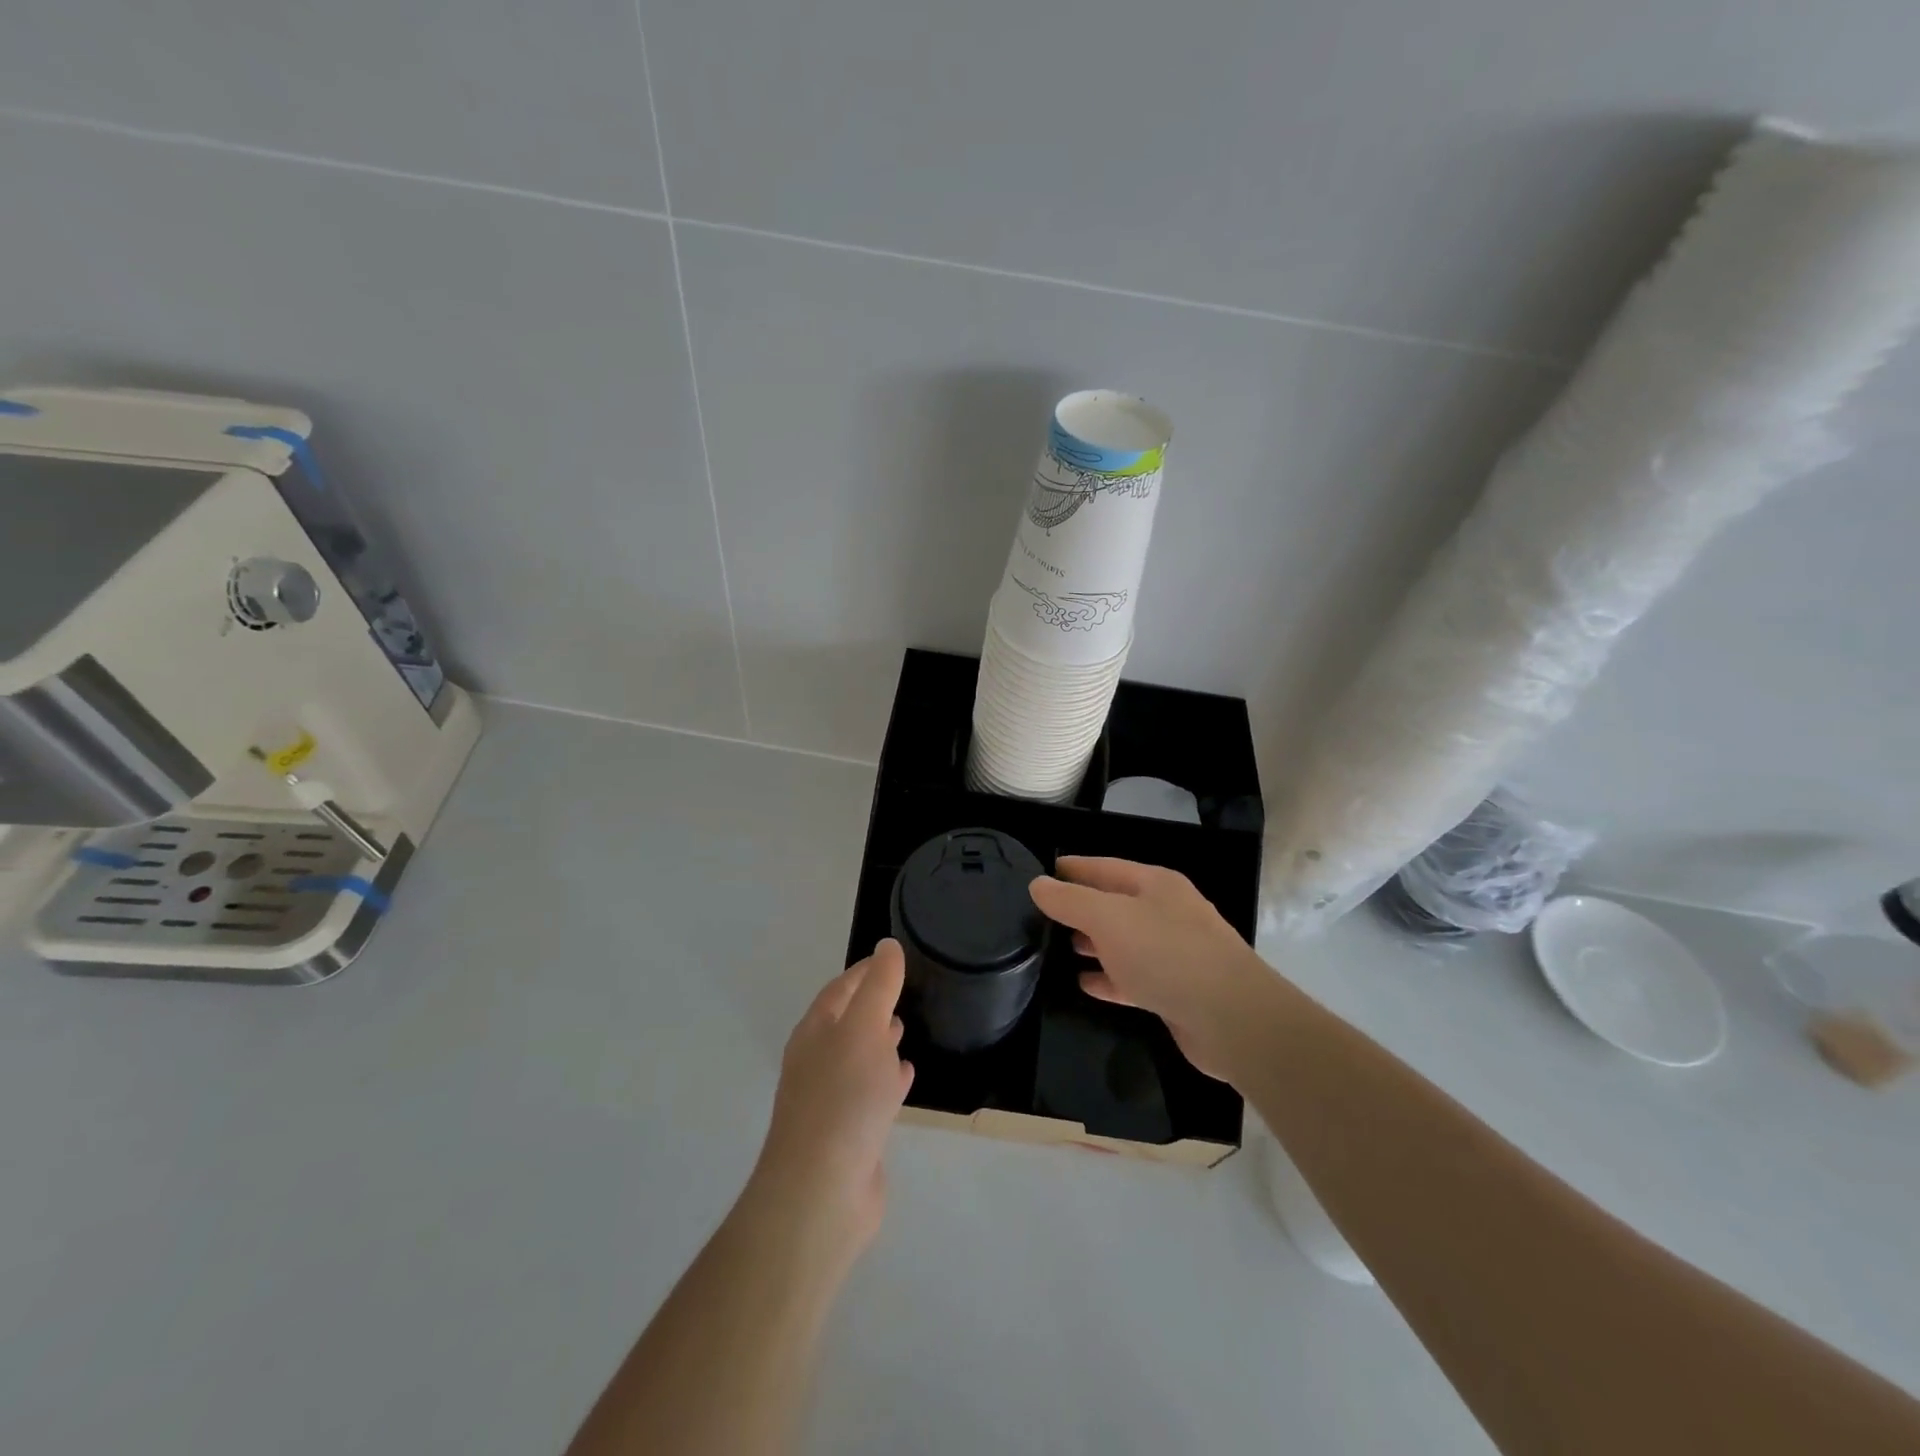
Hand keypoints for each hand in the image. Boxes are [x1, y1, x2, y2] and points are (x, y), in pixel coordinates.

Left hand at [747, 940, 914, 1263]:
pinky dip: (887, 1080)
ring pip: (857, 1059)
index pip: (839, 989)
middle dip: (871, 1006)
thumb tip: (887, 946)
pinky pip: (869, 1094)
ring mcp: (830, 1100)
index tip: (892, 958)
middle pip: (846, 1023)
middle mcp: (817, 1062)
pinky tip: (906, 1076)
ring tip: (904, 1029)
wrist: (821, 1191)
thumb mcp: (865, 1028)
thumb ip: (879, 986)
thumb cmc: (843, 1097)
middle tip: (902, 992)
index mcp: (814, 1033)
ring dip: (878, 1042)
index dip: (864, 971)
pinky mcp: (847, 1135)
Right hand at [1030, 857, 1269, 1080]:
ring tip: (1058, 947)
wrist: (1231, 1019)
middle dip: (1080, 908)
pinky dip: (1108, 978)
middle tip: (1041, 916)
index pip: (1104, 867)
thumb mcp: (1109, 919)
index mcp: (1156, 884)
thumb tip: (1037, 884)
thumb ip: (1070, 900)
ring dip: (1093, 943)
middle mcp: (1166, 913)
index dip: (1072, 868)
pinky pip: (1132, 977)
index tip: (1041, 873)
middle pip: (1115, 903)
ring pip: (1123, 942)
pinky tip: (1083, 984)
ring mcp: (1174, 953)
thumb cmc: (1166, 954)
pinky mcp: (1175, 990)